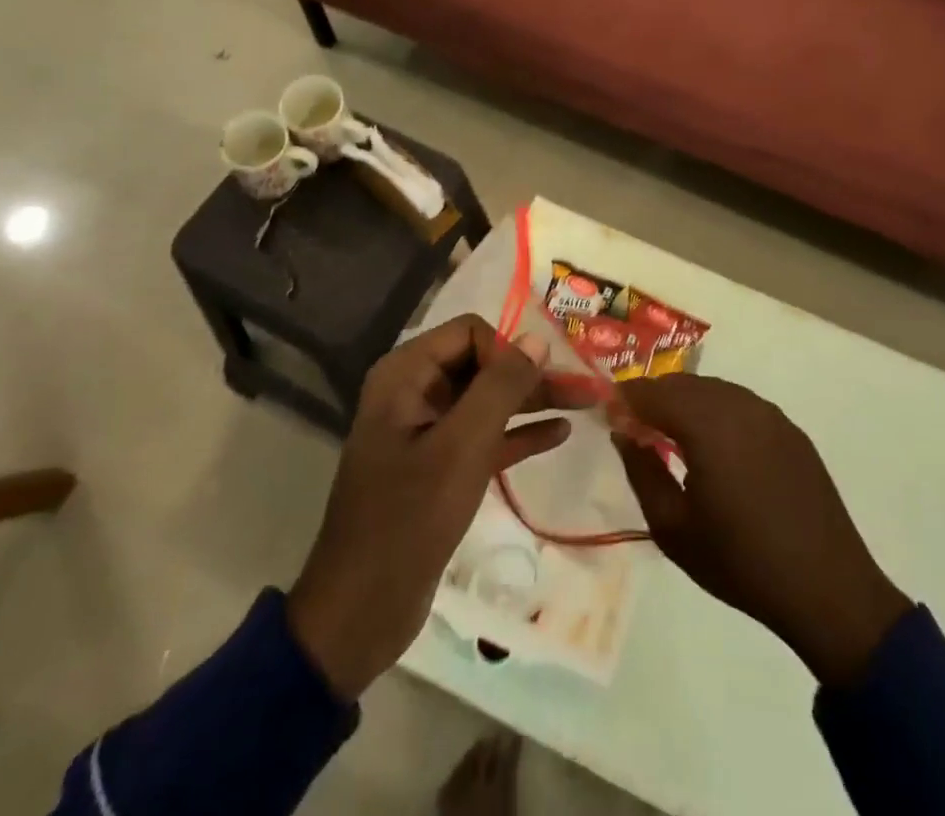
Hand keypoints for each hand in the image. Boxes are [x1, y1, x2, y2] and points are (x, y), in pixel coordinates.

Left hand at [286, 315, 582, 699]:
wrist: (361, 612)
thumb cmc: (408, 518)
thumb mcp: (462, 447)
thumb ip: (501, 387)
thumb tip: (536, 338)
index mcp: (406, 375)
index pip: (469, 333)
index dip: (507, 350)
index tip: (538, 381)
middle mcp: (414, 392)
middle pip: (482, 364)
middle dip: (530, 374)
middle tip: (583, 386)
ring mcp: (426, 431)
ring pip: (488, 400)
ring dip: (532, 400)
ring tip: (584, 403)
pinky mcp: (439, 467)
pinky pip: (485, 435)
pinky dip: (519, 432)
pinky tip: (559, 433)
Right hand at [615, 374, 911, 687]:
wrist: (826, 588)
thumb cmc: (740, 563)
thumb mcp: (673, 529)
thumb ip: (642, 472)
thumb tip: (624, 434)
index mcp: (708, 425)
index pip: (653, 392)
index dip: (626, 399)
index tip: (608, 414)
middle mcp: (739, 405)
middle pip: (684, 383)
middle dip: (655, 396)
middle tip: (635, 424)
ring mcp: (769, 414)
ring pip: (714, 389)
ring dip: (686, 401)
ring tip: (671, 433)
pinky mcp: (790, 429)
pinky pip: (741, 403)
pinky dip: (717, 410)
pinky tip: (714, 444)